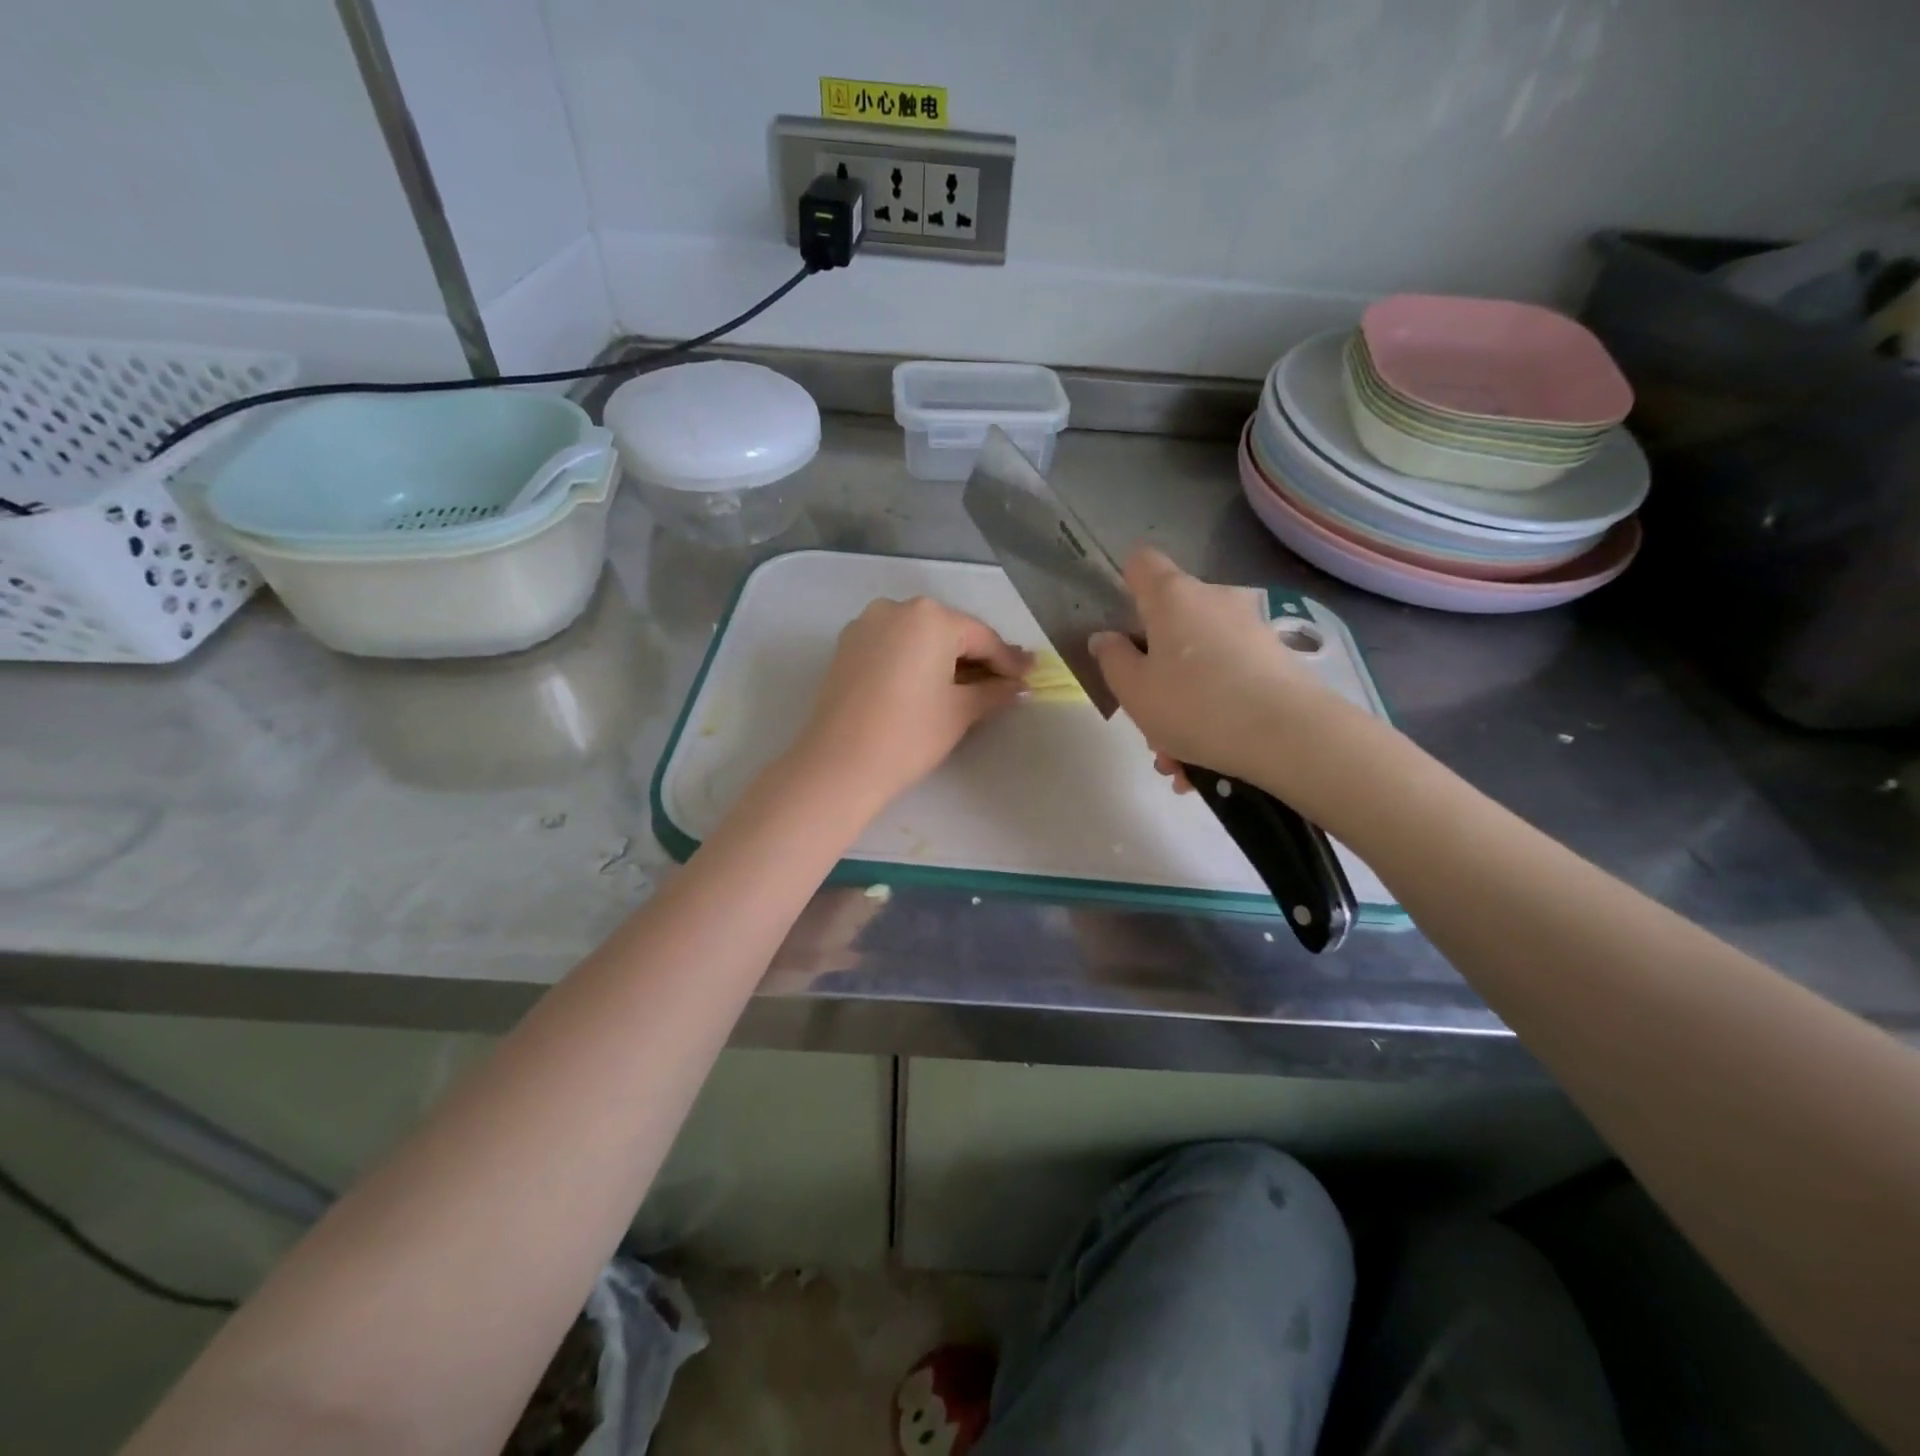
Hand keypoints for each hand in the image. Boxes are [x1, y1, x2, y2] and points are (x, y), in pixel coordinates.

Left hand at [790, 597, 1031, 811]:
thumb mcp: (960, 712)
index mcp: (930, 617)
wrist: (840, 764)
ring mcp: (866, 624)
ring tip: (969, 684)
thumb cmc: (910, 735)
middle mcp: (896, 608)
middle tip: (1005, 680)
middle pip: (950, 631)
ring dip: (945, 657)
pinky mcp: (847, 646)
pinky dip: (914, 660)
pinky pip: (893, 646)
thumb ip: (995, 692)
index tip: (1030, 677)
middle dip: (977, 656)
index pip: (982, 637)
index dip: (1008, 661)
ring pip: (919, 637)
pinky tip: (929, 683)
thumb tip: (1020, 686)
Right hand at [1089, 548, 1354, 787]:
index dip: (1124, 585)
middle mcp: (1214, 601)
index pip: (1141, 564)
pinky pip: (1229, 683)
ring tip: (1177, 762)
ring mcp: (1249, 630)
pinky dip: (1213, 716)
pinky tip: (1205, 767)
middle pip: (1170, 624)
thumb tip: (1106, 638)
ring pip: (1199, 663)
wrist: (1288, 736)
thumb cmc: (1194, 705)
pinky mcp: (1276, 661)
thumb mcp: (1133, 690)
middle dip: (1154, 671)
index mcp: (1172, 597)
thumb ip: (1111, 659)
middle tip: (1147, 719)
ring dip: (1182, 706)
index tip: (1118, 624)